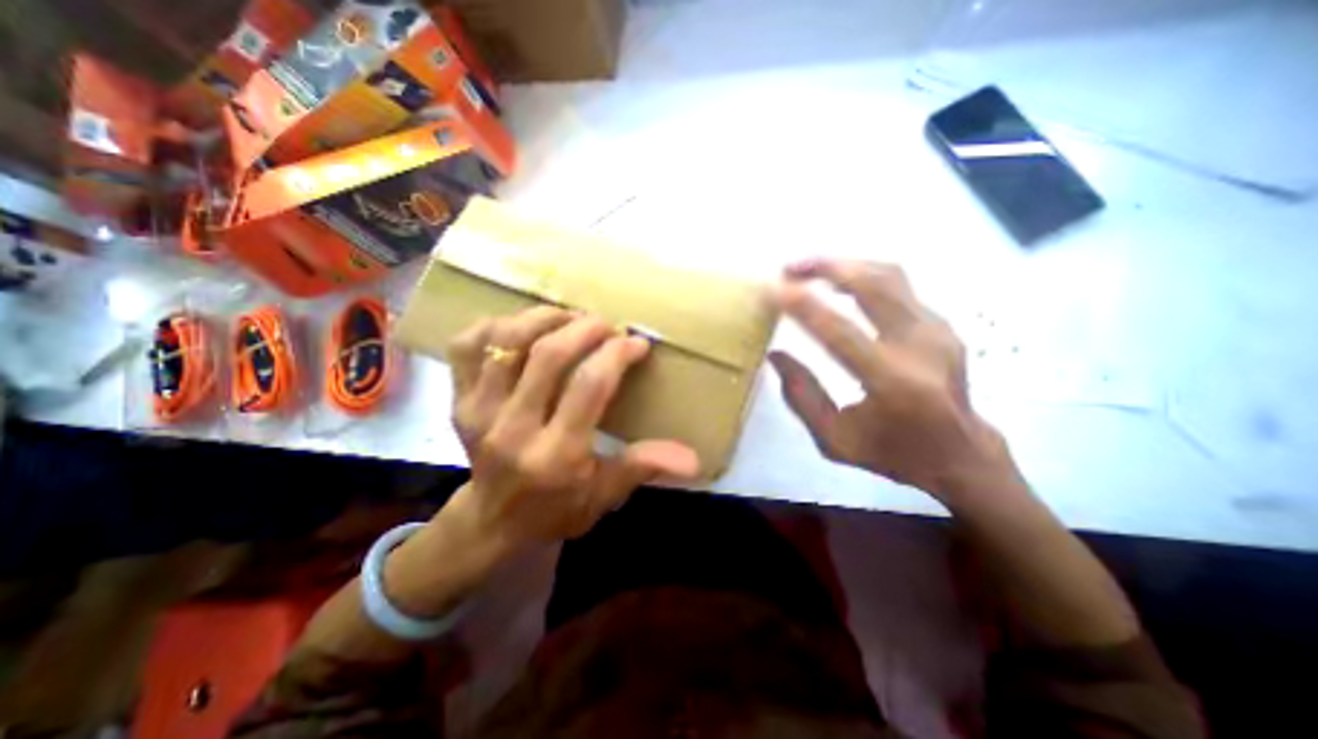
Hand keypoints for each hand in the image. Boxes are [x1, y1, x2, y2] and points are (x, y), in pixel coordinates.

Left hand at [443, 304, 705, 547]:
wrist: (491, 522)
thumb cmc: (555, 509)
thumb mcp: (605, 494)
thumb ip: (643, 467)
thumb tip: (693, 459)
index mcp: (556, 454)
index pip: (589, 386)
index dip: (617, 354)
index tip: (636, 343)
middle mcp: (513, 428)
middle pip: (548, 355)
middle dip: (585, 328)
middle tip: (606, 325)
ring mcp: (477, 411)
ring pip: (507, 341)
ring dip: (544, 318)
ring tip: (570, 318)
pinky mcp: (456, 400)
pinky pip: (468, 346)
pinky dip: (495, 325)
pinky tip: (522, 328)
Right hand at [768, 256, 1006, 494]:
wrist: (961, 456)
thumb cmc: (891, 453)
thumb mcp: (834, 439)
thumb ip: (800, 396)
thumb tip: (775, 354)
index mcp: (892, 383)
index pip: (839, 330)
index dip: (801, 305)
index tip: (770, 290)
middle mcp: (921, 347)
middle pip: (873, 285)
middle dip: (825, 267)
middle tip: (788, 268)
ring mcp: (938, 330)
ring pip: (889, 275)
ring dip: (845, 265)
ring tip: (810, 269)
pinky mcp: (942, 324)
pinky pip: (899, 286)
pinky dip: (863, 276)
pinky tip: (841, 283)